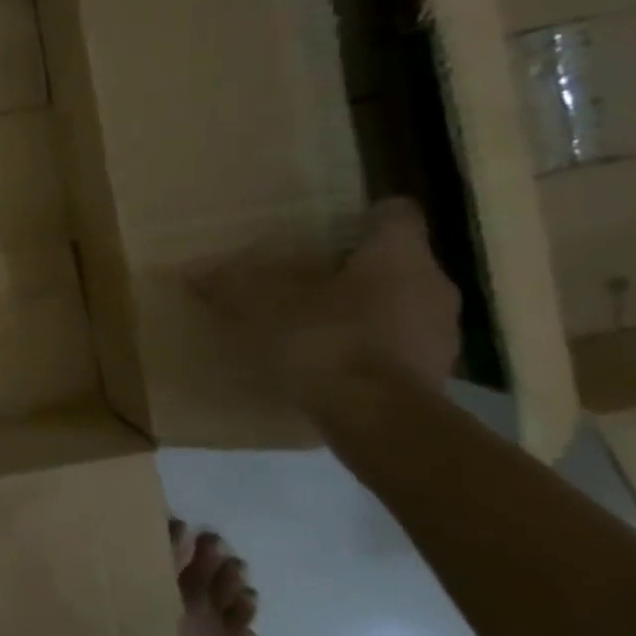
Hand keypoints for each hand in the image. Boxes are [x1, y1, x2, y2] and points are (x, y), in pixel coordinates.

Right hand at [190, 198, 459, 410]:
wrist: (379, 422)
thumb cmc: (325, 341)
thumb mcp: (260, 306)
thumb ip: (230, 282)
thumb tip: (193, 269)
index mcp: (398, 254)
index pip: (394, 213)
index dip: (361, 218)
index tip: (326, 231)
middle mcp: (432, 285)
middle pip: (395, 263)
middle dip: (353, 271)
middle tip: (306, 281)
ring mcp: (441, 336)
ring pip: (400, 307)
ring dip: (364, 313)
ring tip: (314, 329)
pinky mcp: (435, 379)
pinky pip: (398, 350)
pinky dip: (369, 353)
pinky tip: (329, 368)